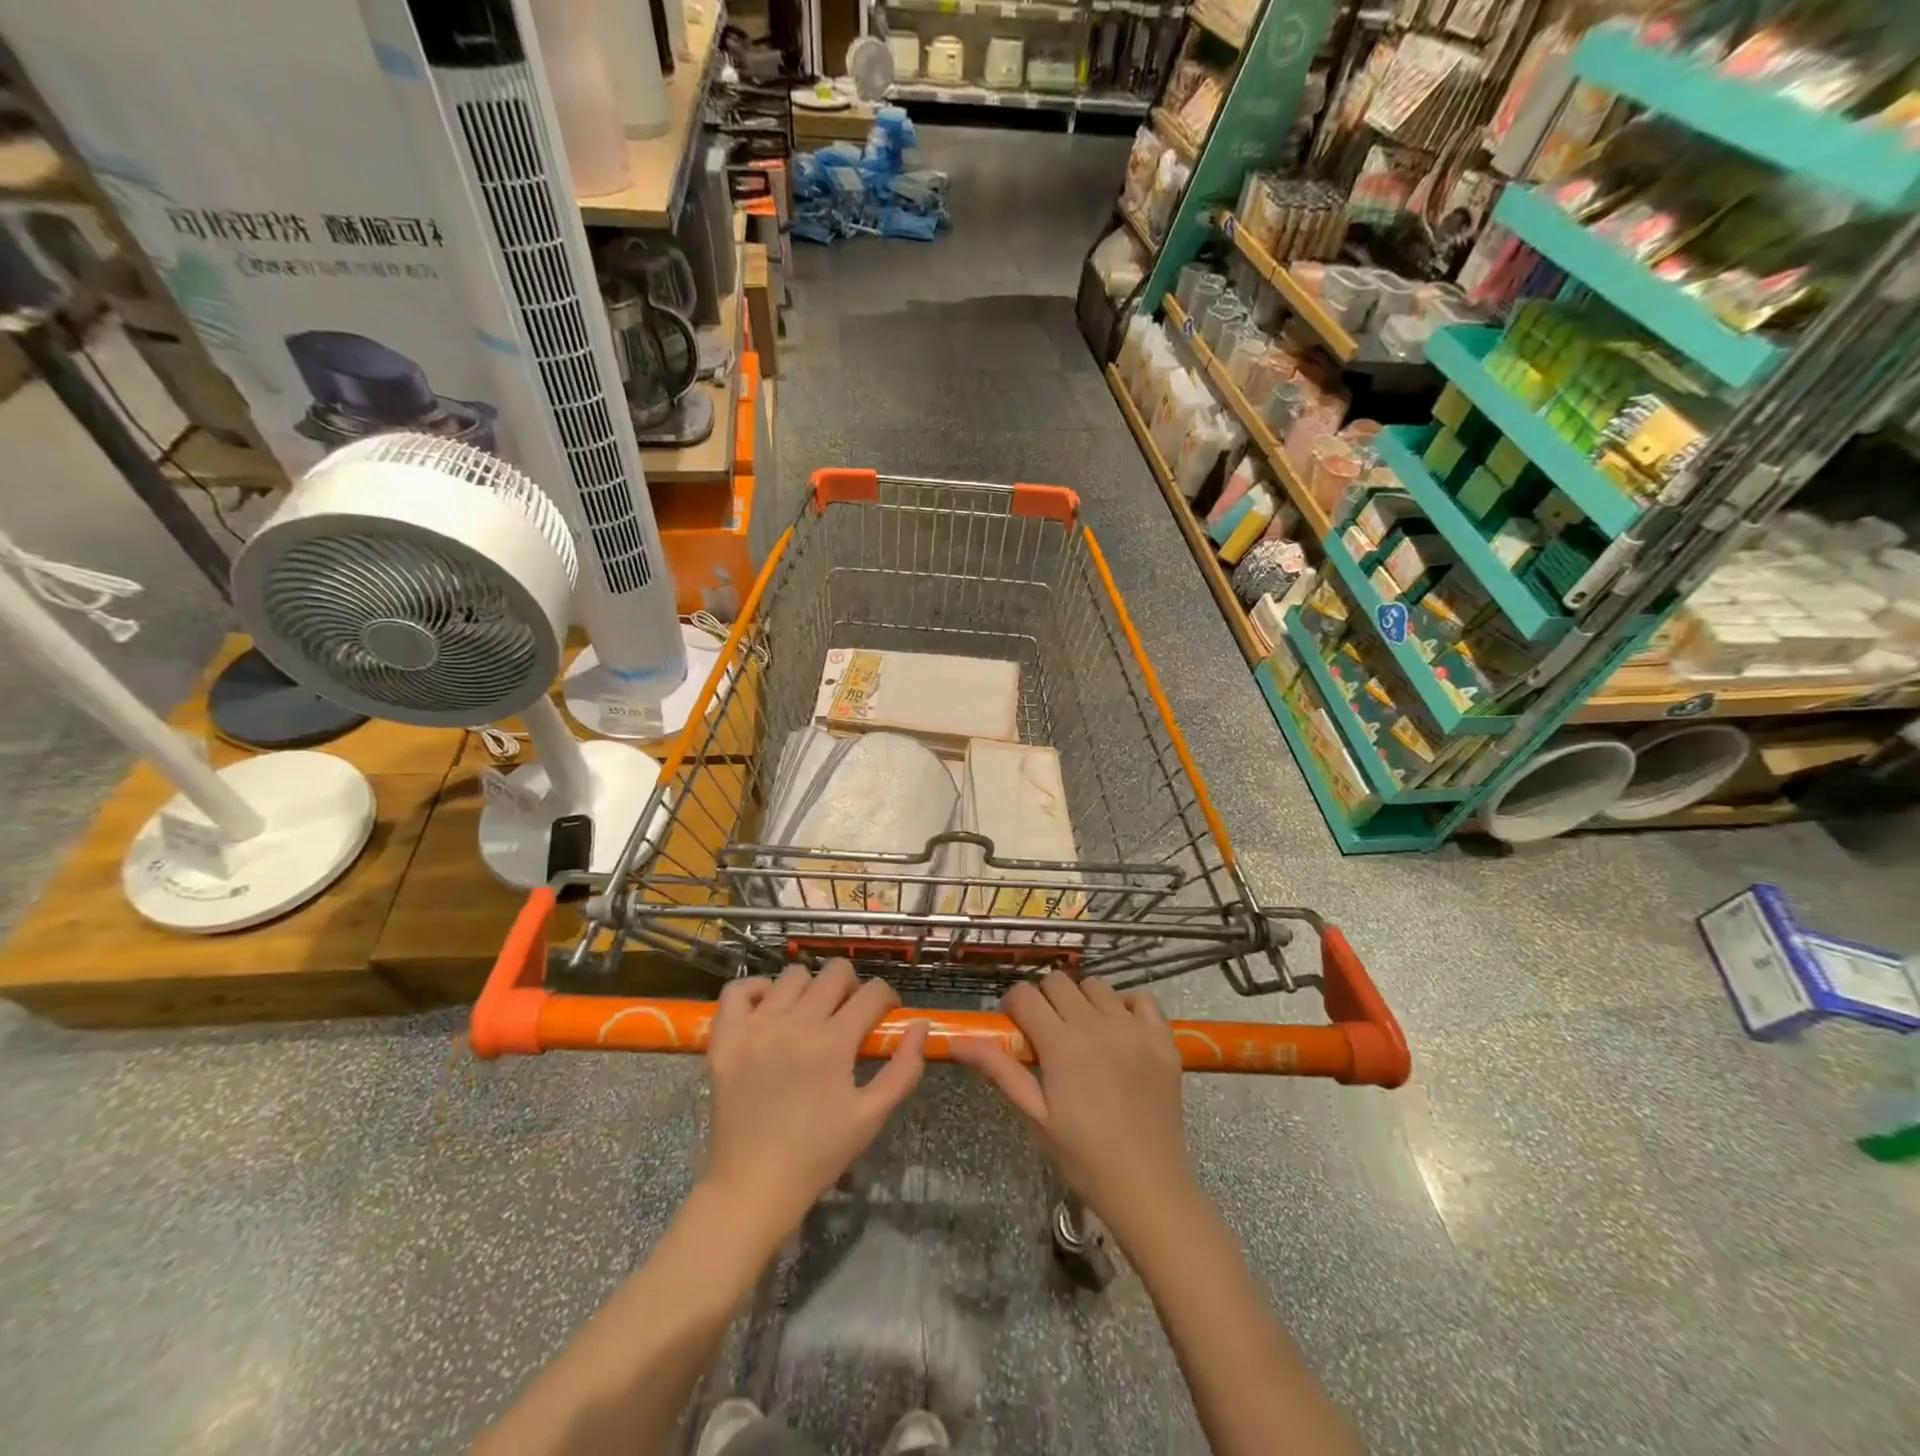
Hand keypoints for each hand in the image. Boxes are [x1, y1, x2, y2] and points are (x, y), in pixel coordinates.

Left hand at [702, 960, 927, 1239]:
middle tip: (849, 1015)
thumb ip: (904, 1069)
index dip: (887, 998)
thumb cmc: (817, 1154)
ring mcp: (756, 1027)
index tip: (885, 1015)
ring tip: (809, 1015)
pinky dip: (757, 990)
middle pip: (835, 972)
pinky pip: (738, 989)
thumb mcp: (872, 1116)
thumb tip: (920, 1025)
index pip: (873, 992)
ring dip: (810, 988)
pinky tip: (769, 1010)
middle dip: (852, 987)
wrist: (752, 1187)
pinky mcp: (726, 1038)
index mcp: (834, 1042)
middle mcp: (795, 1023)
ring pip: (792, 975)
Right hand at [950, 973, 1195, 1241]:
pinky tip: (1120, 1030)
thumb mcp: (1035, 1116)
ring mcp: (1134, 1028)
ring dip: (1082, 1000)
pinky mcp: (1163, 1038)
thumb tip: (958, 1042)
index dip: (1013, 1006)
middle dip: (1044, 1000)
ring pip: (1096, 985)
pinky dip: (1126, 1005)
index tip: (1015, 1028)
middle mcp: (1097, 1024)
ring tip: (1083, 1032)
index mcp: (1061, 1043)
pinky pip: (1141, 998)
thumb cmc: (1084, 1158)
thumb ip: (999, 1070)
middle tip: (1046, 1033)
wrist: (1149, 1187)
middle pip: (1058, 982)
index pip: (1025, 994)